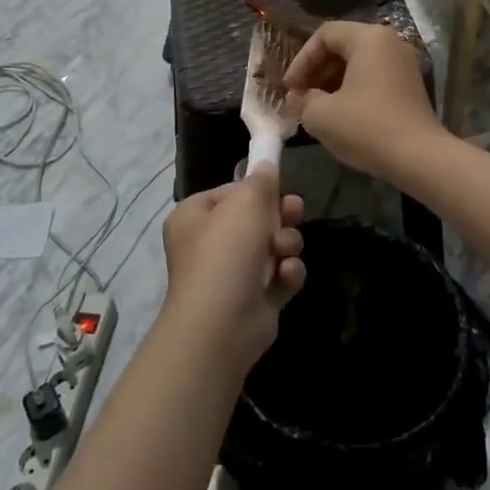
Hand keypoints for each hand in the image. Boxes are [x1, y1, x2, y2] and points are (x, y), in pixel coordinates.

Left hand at [160, 166, 305, 368]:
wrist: (221, 325)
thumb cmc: (226, 252)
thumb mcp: (246, 202)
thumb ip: (261, 180)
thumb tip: (266, 164)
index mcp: (194, 216)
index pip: (230, 192)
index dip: (256, 190)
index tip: (278, 188)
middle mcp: (208, 244)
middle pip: (254, 219)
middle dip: (279, 216)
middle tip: (295, 212)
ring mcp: (230, 274)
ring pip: (271, 246)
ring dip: (285, 245)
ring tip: (284, 252)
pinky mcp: (253, 300)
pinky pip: (278, 276)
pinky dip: (286, 274)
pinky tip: (286, 276)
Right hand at [284, 21, 444, 181]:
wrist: (419, 158)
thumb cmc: (366, 127)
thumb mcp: (321, 115)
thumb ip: (302, 100)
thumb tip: (297, 97)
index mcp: (368, 38)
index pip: (324, 35)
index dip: (301, 60)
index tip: (290, 89)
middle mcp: (389, 42)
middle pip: (342, 46)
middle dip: (316, 71)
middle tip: (300, 97)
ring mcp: (403, 64)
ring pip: (358, 63)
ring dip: (332, 82)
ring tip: (317, 108)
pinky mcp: (410, 85)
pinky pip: (373, 77)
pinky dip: (353, 89)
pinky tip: (341, 115)